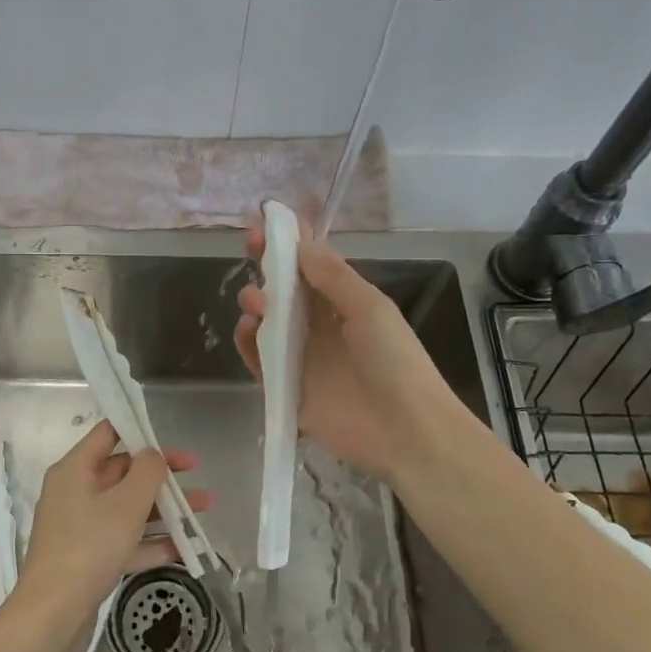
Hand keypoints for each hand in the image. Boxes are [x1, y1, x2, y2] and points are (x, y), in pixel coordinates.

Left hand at [11, 421, 212, 644]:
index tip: (169, 435)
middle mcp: (76, 492)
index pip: (107, 434)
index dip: (139, 429)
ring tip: (204, 510)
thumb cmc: (89, 546)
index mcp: (76, 469)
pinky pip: (125, 541)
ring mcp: (81, 527)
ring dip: (165, 508)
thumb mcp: (126, 503)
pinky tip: (185, 548)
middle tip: (198, 473)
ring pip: (128, 508)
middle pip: (123, 472)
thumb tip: (153, 455)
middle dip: (162, 474)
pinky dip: (151, 541)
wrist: (53, 614)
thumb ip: (147, 472)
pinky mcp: (89, 559)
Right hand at [233, 222, 465, 480]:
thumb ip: (333, 276)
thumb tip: (301, 243)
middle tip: (252, 245)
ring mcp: (300, 356)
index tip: (267, 220)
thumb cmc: (393, 361)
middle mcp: (319, 325)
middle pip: (284, 289)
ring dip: (256, 302)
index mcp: (344, 302)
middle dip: (266, 264)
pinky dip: (246, 342)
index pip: (311, 265)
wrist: (403, 430)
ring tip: (255, 301)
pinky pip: (257, 359)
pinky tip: (247, 328)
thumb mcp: (369, 308)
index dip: (290, 242)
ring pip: (267, 321)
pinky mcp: (284, 387)